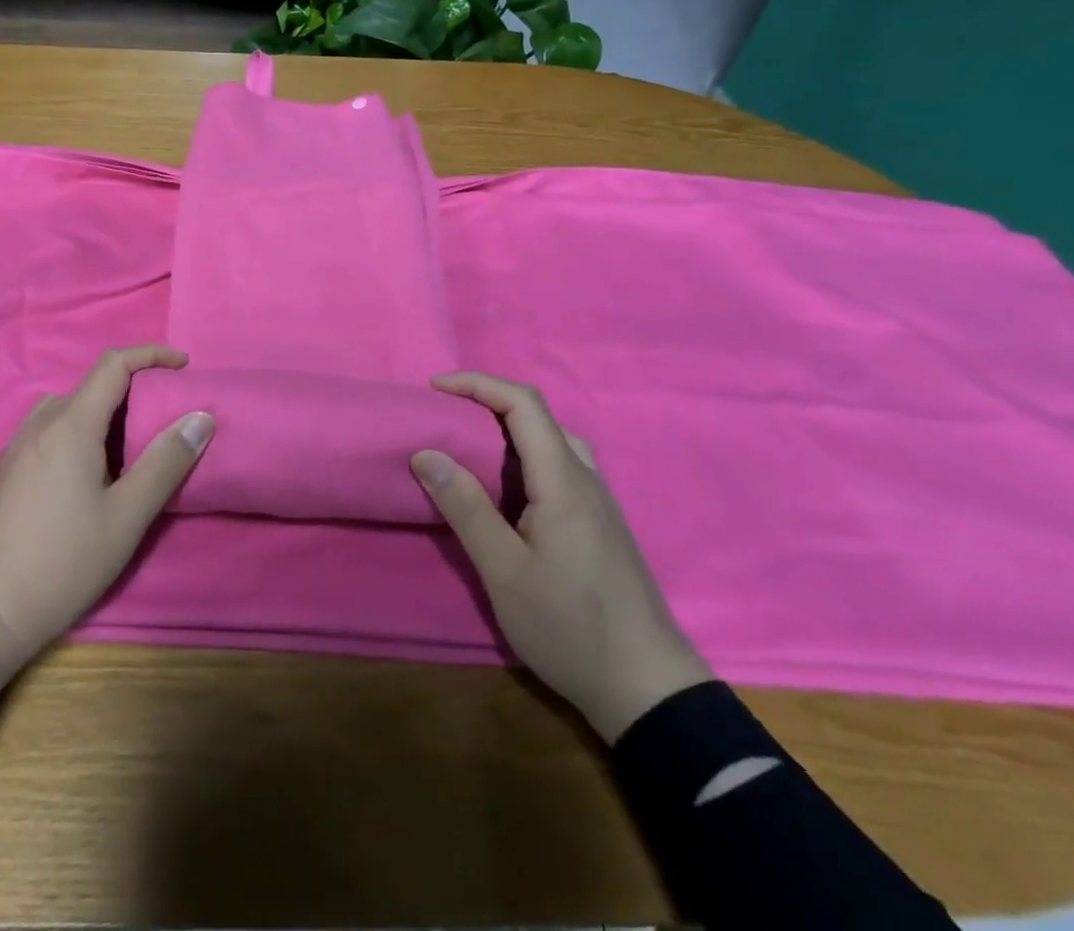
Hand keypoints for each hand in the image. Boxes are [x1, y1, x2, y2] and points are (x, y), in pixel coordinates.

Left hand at [0, 346, 213, 710]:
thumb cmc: (61, 562)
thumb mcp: (126, 517)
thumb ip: (166, 463)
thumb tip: (200, 417)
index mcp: (70, 425)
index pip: (114, 365)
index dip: (152, 355)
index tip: (184, 366)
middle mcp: (39, 424)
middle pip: (91, 386)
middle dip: (133, 389)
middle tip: (164, 419)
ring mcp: (15, 447)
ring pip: (68, 410)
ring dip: (104, 414)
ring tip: (130, 448)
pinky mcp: (3, 472)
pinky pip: (48, 432)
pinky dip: (79, 433)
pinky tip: (88, 475)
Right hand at [414, 372, 710, 741]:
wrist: (648, 689)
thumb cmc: (570, 627)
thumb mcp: (503, 571)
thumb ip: (465, 507)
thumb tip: (424, 453)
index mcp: (563, 481)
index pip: (523, 403)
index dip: (478, 384)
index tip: (435, 389)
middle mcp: (586, 479)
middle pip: (538, 415)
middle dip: (487, 402)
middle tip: (443, 417)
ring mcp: (599, 501)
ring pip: (552, 440)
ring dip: (508, 428)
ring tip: (469, 446)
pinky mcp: (601, 523)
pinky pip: (560, 465)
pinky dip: (524, 455)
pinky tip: (507, 489)